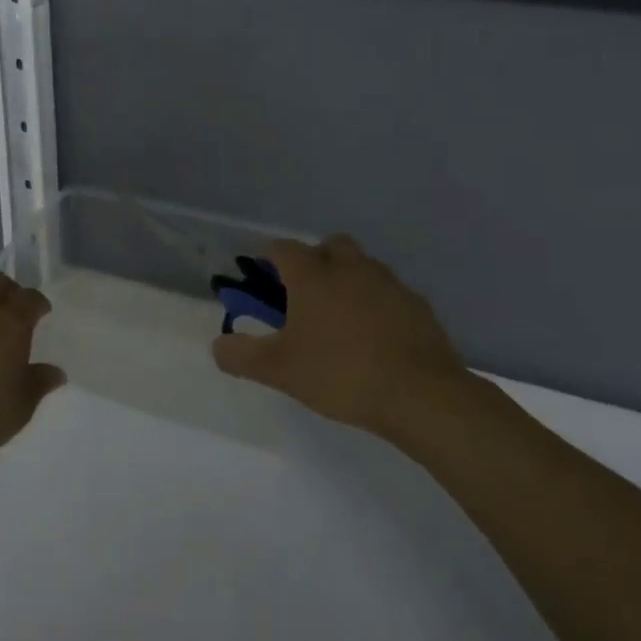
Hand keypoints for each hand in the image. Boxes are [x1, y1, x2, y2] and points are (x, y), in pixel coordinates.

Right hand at [211, 234, 493, 453]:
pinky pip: (389, 293)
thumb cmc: (340, 373)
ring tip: (339, 319)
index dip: (269, 258)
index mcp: (314, 276)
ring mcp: (389, 284)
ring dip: (347, 280)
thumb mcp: (279, 370)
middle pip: (330, 246)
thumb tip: (218, 346)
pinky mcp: (418, 307)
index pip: (284, 248)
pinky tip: (373, 337)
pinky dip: (376, 303)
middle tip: (304, 295)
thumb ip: (241, 356)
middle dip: (315, 260)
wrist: (421, 395)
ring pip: (363, 267)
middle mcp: (351, 268)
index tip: (262, 277)